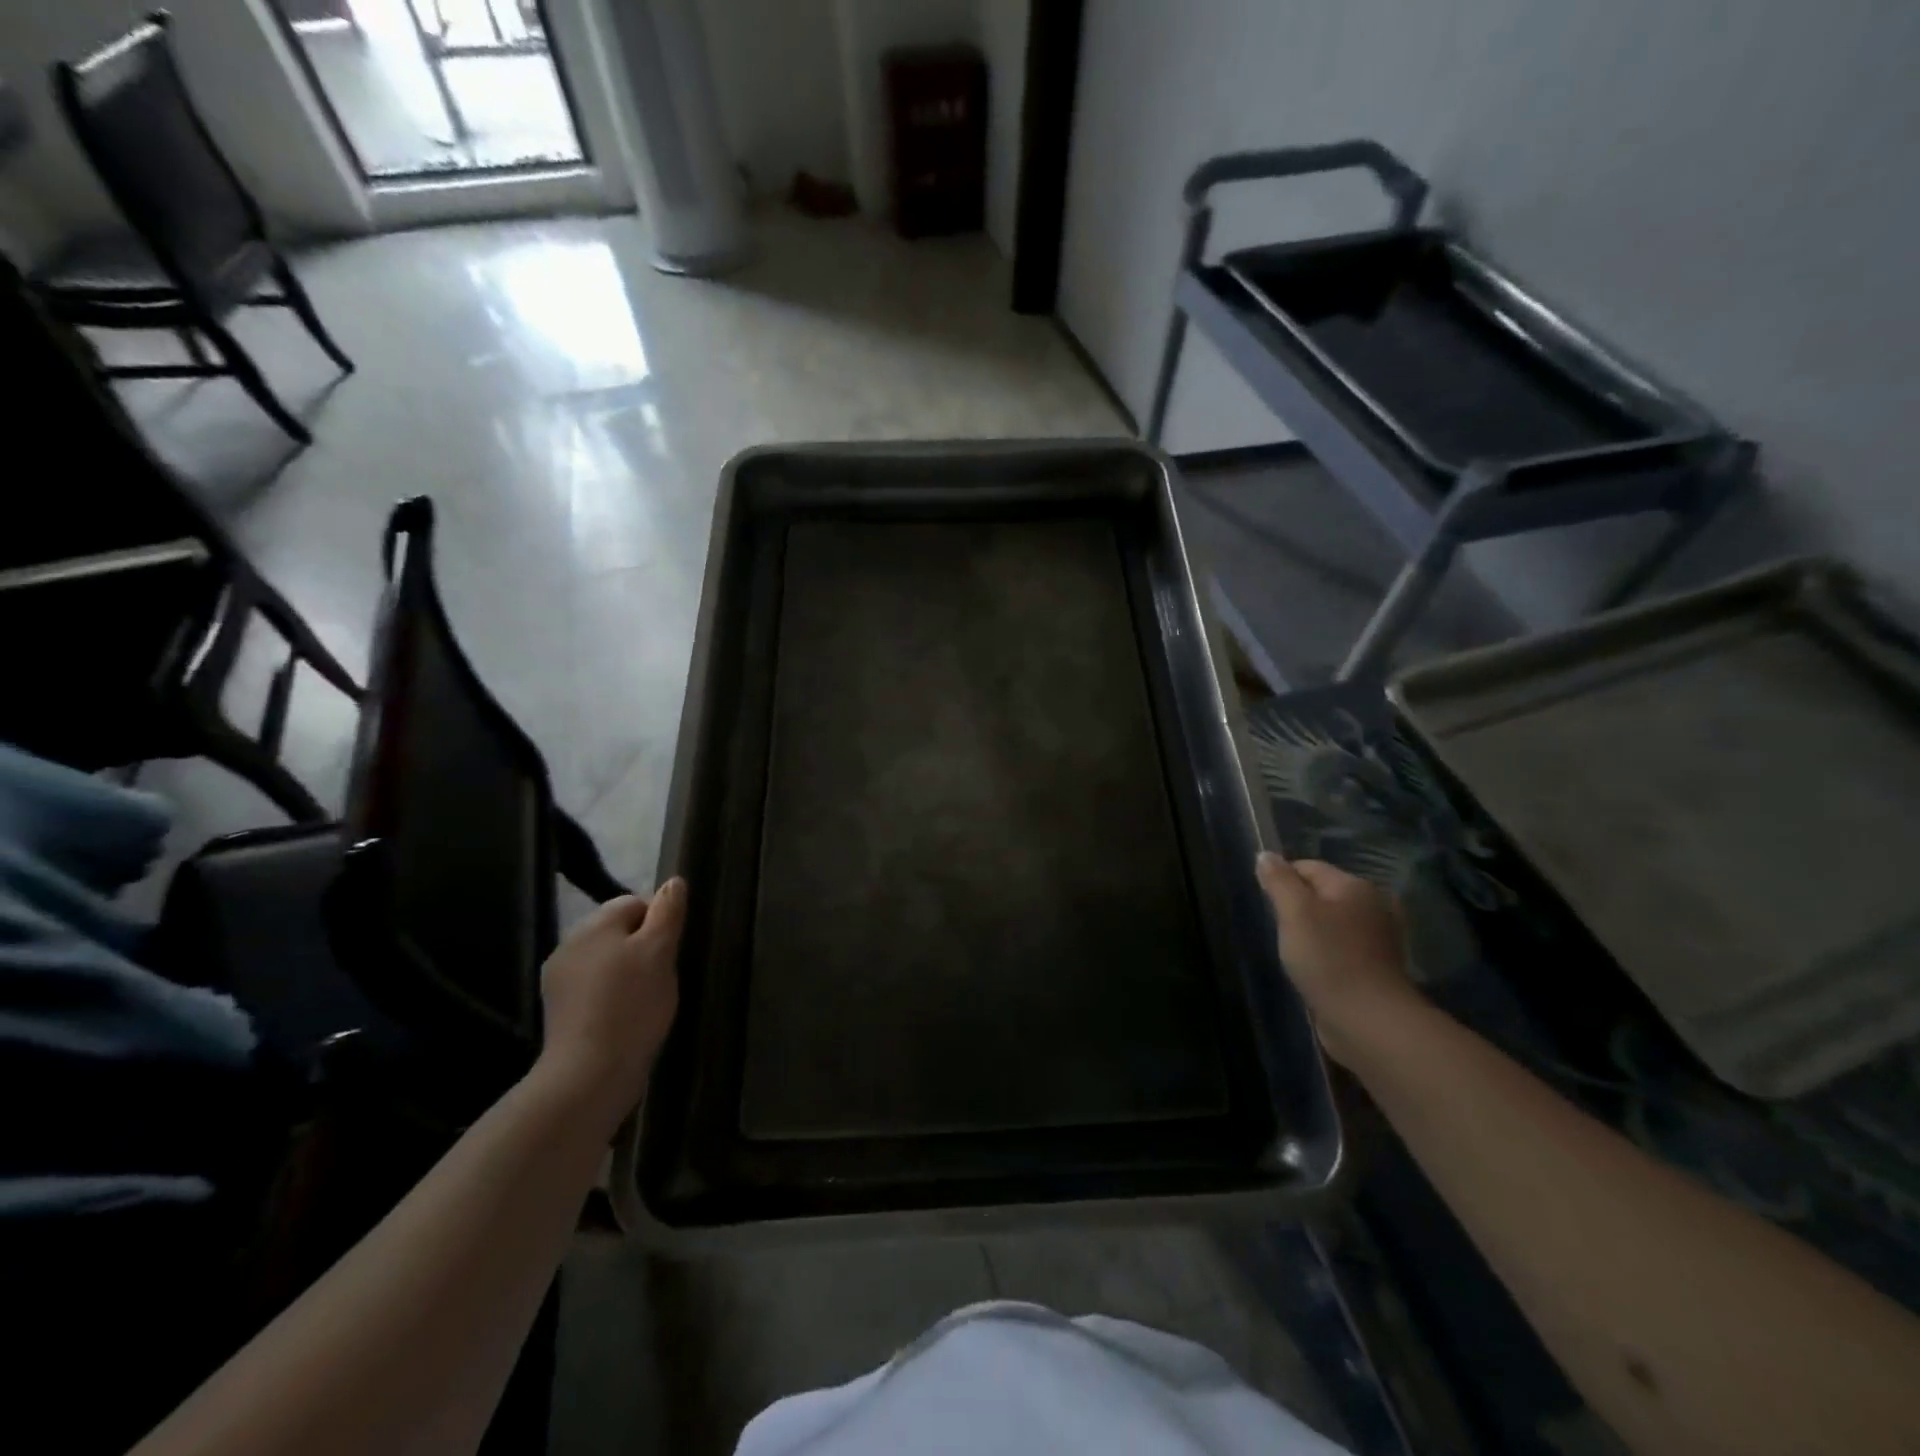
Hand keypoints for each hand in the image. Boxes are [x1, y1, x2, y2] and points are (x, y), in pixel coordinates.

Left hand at [536, 879, 685, 1126]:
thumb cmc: (632, 1004)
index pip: (633, 903)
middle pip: (618, 931)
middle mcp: (570, 945)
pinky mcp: (560, 1011)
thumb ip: (667, 912)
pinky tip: (627, 1016)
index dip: (659, 921)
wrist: (590, 1073)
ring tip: (647, 999)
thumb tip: (673, 881)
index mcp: (593, 925)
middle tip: (663, 975)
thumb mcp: (660, 951)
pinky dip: (613, 995)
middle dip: (643, 947)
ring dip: (628, 971)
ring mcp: (560, 980)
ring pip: (607, 960)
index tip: (672, 950)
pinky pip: (595, 988)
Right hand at [1255, 853, 1420, 1064]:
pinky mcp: (1376, 967)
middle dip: (1296, 908)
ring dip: (1311, 933)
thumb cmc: (1327, 958)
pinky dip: (1325, 954)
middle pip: (1321, 894)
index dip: (1281, 880)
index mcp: (1355, 886)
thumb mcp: (1294, 912)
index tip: (1266, 904)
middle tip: (1279, 929)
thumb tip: (1265, 855)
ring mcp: (1378, 938)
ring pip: (1331, 923)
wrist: (1368, 1019)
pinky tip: (1313, 969)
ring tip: (1293, 952)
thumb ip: (1278, 881)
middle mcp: (1372, 906)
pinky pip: (1341, 948)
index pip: (1308, 867)